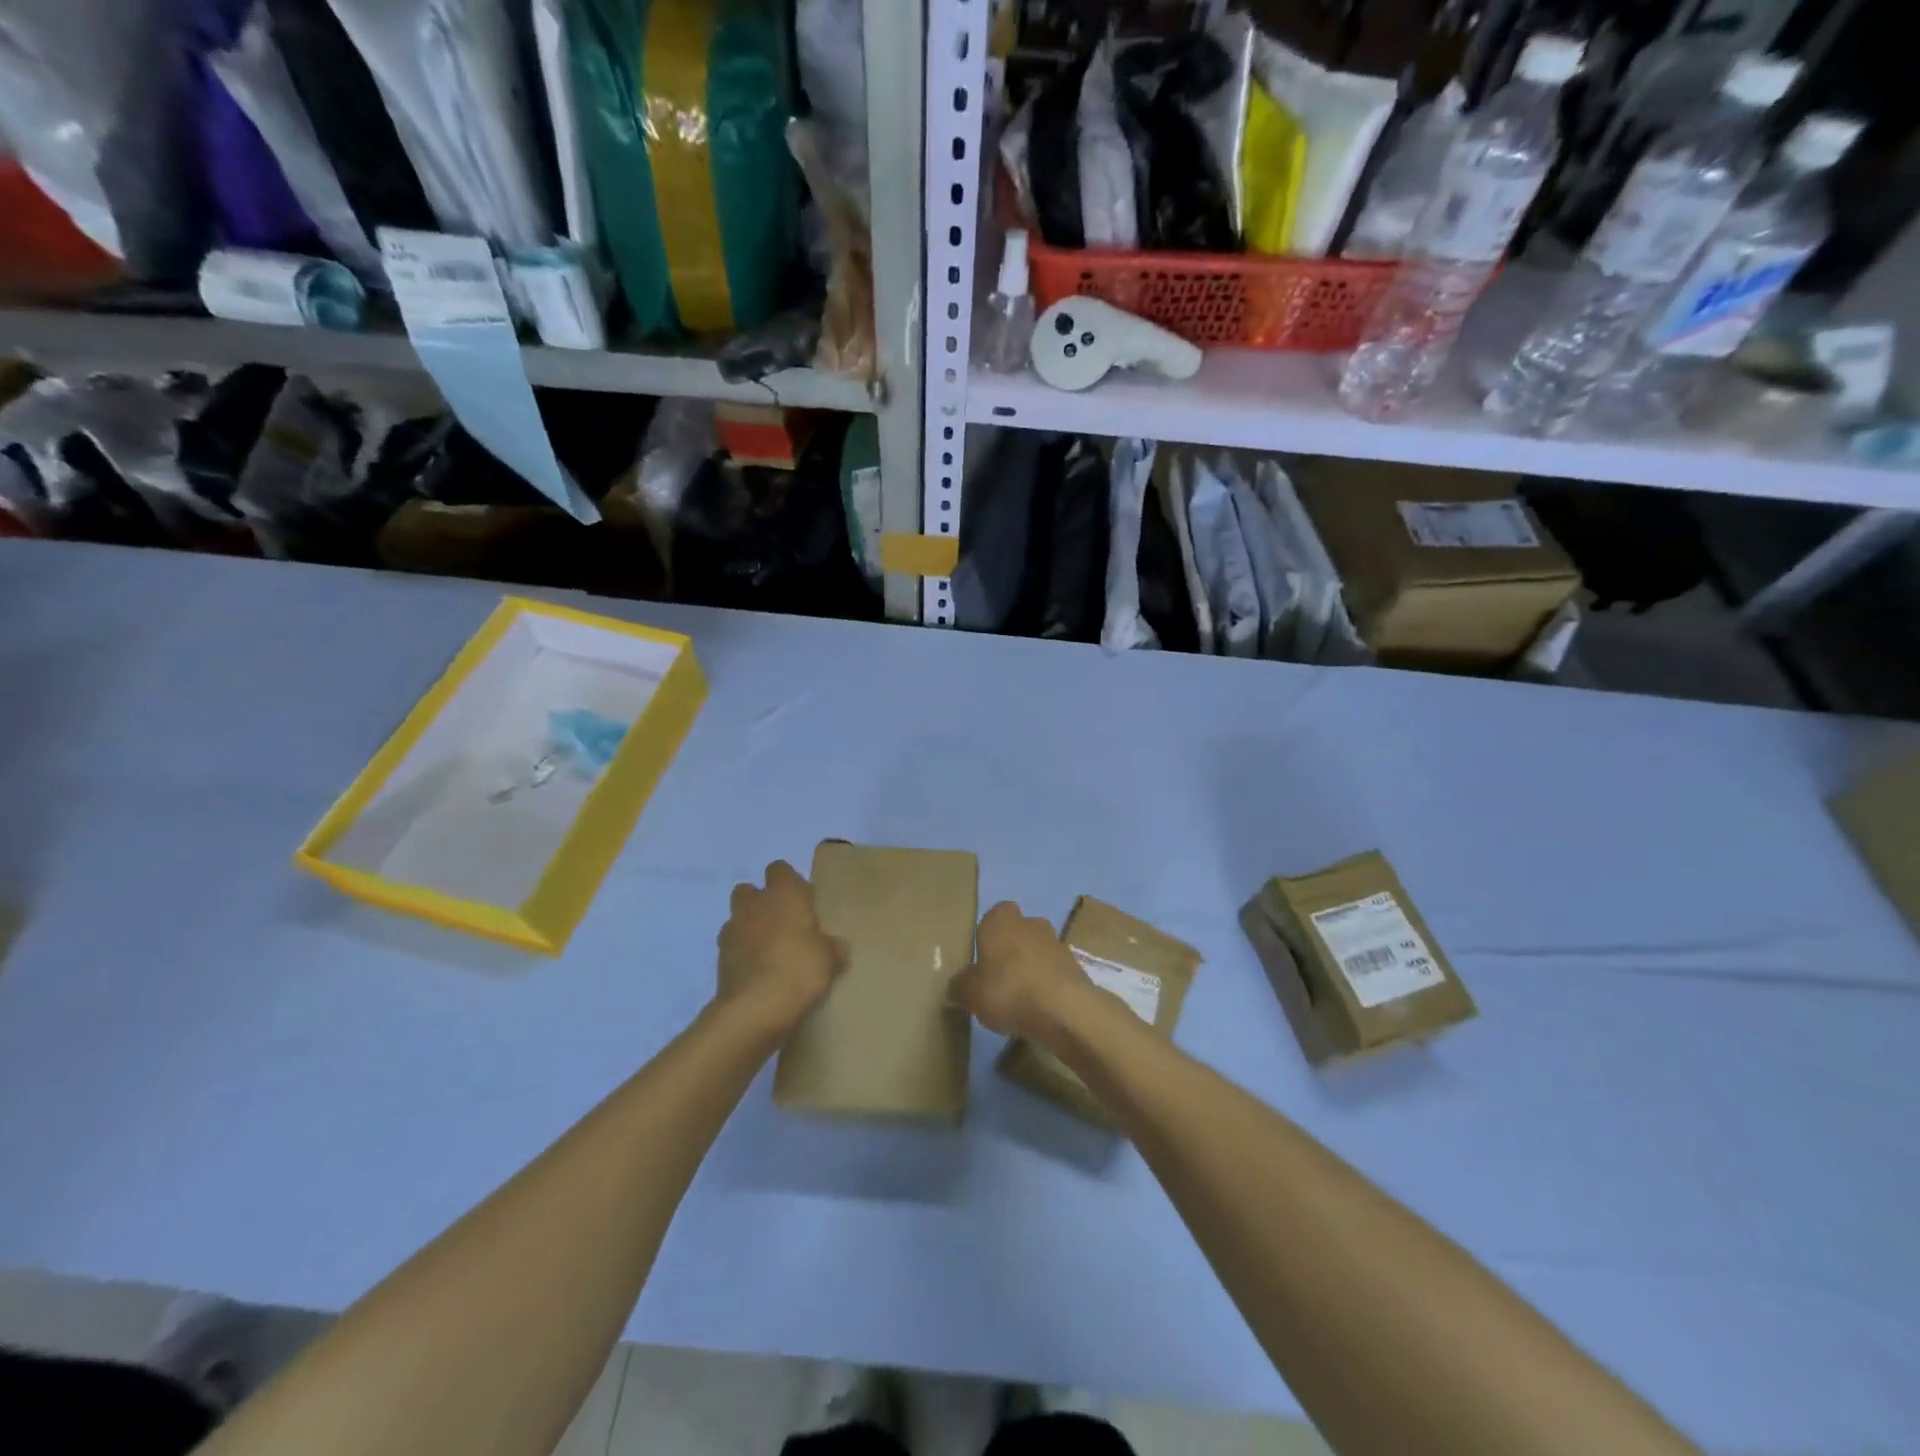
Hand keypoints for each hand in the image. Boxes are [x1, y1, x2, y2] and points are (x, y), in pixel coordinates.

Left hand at [717, 862, 847, 1035]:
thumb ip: (833, 947)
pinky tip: (758, 973)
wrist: (756, 1008)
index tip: (804, 901)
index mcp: (783, 893)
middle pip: (750, 890)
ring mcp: (731, 930)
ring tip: (770, 952)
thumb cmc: (800, 968)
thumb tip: (837, 946)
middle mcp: (753, 904)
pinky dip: (742, 955)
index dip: (790, 882)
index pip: (779, 869)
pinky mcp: (718, 959)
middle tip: (784, 925)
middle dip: (762, 903)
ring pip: (737, 919)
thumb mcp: (831, 958)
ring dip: (750, 929)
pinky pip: (732, 948)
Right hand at [949, 901, 1092, 1042]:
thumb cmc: (1007, 989)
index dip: (989, 932)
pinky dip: (1048, 986)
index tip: (983, 956)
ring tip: (1019, 999)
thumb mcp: (969, 993)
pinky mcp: (1076, 968)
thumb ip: (960, 985)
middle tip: (998, 978)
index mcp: (1002, 920)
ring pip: (1039, 952)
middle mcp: (1031, 924)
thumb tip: (958, 985)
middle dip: (1011, 950)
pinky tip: (1039, 1010)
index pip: (995, 913)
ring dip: (1031, 968)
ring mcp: (1058, 944)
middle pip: (1019, 931)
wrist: (1063, 1009)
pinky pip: (1055, 973)